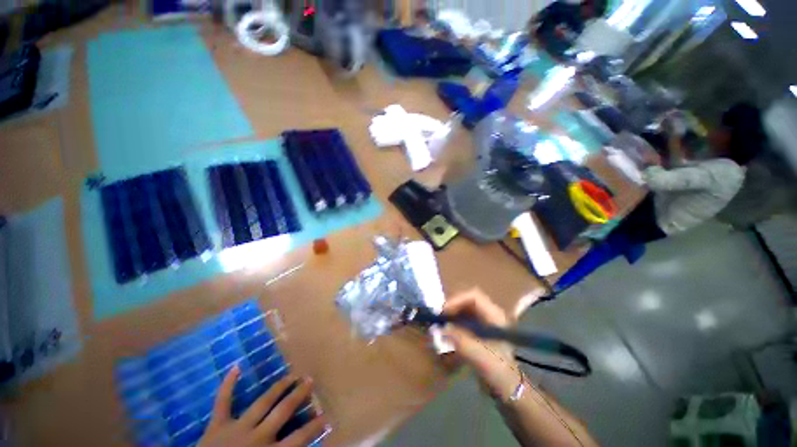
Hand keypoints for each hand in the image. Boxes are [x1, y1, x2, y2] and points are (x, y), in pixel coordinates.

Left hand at [198, 366, 329, 446]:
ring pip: (262, 402)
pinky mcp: (217, 425)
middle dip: (298, 395)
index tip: (326, 415)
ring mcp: (236, 428)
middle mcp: (257, 436)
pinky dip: (228, 385)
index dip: (314, 426)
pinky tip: (236, 367)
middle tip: (309, 380)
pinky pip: (222, 402)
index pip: (299, 438)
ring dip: (278, 387)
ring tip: (292, 374)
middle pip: (283, 411)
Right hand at [442, 289, 521, 401]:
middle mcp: (489, 314)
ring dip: (451, 315)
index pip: (473, 297)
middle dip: (452, 307)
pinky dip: (452, 324)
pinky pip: (462, 321)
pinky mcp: (478, 332)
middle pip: (466, 301)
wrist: (509, 390)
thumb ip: (461, 340)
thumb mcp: (480, 356)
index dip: (457, 300)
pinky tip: (446, 333)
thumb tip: (442, 329)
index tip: (443, 312)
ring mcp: (484, 323)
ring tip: (440, 324)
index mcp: (494, 315)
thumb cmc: (499, 371)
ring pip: (463, 310)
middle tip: (439, 318)